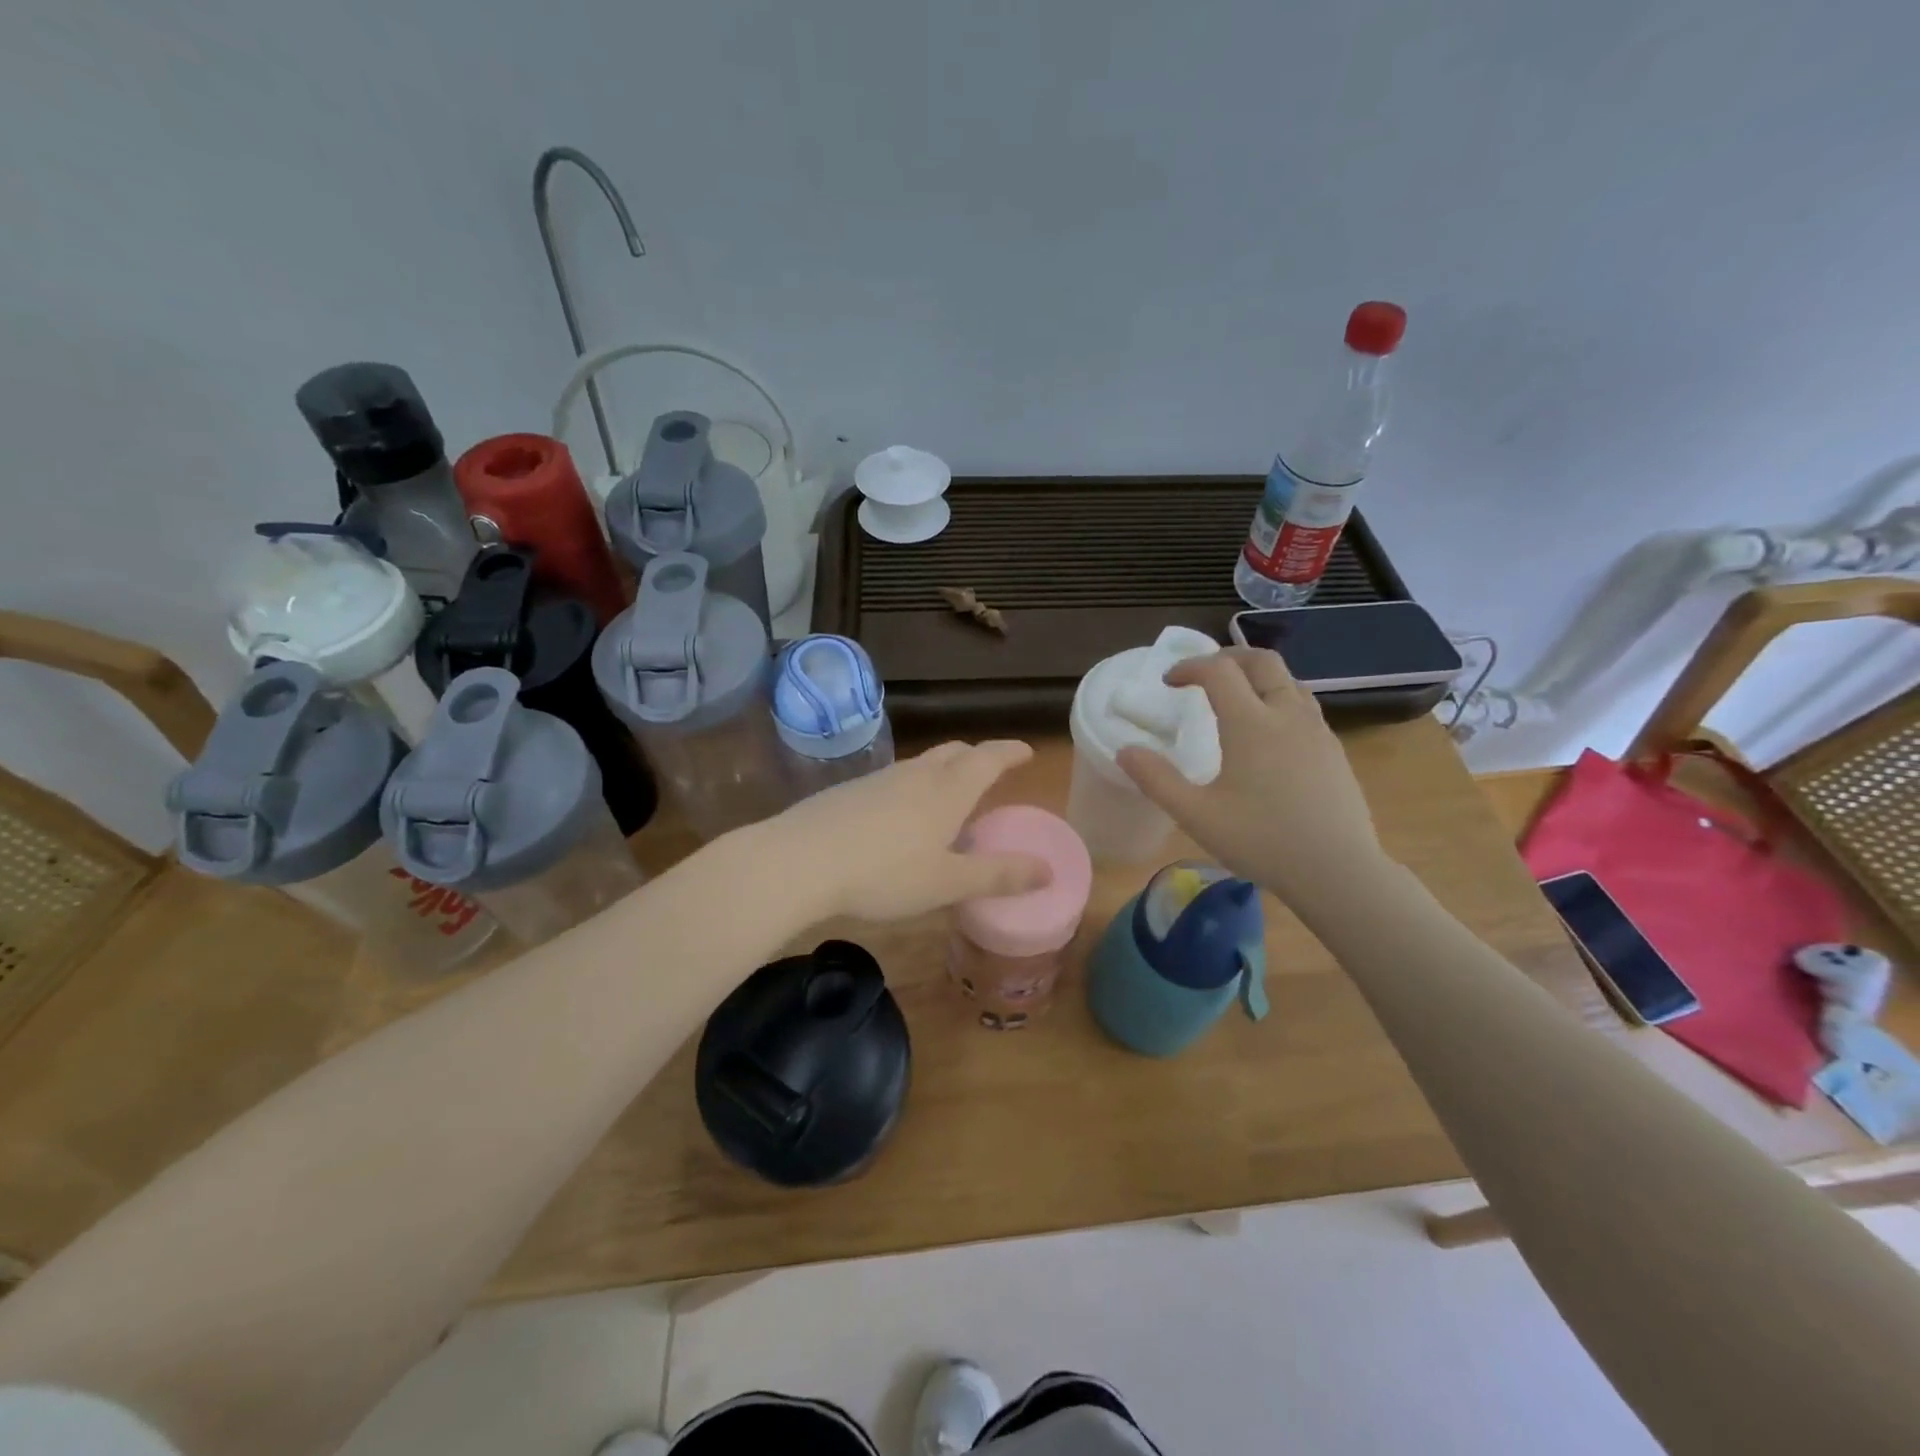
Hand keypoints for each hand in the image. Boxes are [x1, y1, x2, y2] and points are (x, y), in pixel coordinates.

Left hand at [764, 740, 1052, 923]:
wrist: (799, 861)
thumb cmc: (884, 874)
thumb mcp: (947, 883)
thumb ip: (998, 876)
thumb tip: (1048, 870)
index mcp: (947, 791)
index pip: (988, 758)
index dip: (1010, 752)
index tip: (1027, 751)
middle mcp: (916, 775)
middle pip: (954, 752)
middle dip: (977, 756)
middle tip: (991, 771)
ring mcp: (879, 779)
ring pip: (922, 764)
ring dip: (943, 771)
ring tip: (949, 796)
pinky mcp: (850, 791)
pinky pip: (894, 780)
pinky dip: (913, 787)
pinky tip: (901, 817)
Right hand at [1116, 648, 1388, 906]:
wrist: (1339, 872)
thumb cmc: (1262, 841)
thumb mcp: (1197, 815)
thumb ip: (1157, 780)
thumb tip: (1126, 750)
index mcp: (1251, 723)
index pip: (1218, 670)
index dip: (1189, 667)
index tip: (1168, 682)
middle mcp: (1287, 715)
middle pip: (1261, 661)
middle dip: (1228, 657)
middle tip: (1203, 675)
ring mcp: (1317, 731)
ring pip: (1288, 681)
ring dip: (1257, 677)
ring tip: (1235, 700)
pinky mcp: (1334, 750)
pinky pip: (1304, 706)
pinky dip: (1278, 700)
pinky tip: (1268, 736)